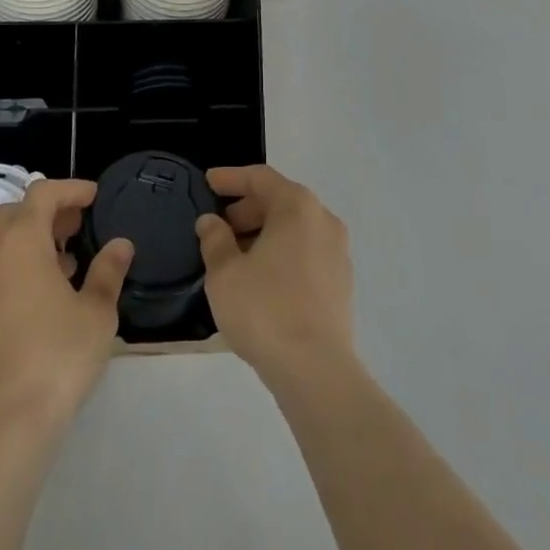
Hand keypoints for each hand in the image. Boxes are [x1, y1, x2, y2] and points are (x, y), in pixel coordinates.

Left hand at [0, 178, 134, 439]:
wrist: (5, 429)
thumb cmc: (58, 357)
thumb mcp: (97, 312)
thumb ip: (108, 271)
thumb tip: (120, 245)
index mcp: (20, 242)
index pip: (42, 193)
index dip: (70, 189)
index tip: (93, 198)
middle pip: (13, 215)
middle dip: (45, 214)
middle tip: (74, 230)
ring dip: (26, 247)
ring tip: (60, 270)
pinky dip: (9, 279)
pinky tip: (31, 309)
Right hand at [196, 165, 354, 391]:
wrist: (317, 372)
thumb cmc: (266, 310)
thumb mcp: (225, 273)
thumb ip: (214, 239)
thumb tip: (211, 222)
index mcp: (297, 207)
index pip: (260, 177)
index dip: (231, 178)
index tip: (208, 182)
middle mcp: (323, 220)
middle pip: (279, 201)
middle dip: (246, 210)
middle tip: (218, 226)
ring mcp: (338, 252)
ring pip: (294, 229)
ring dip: (263, 234)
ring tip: (234, 256)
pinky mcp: (341, 283)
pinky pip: (306, 253)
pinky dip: (281, 254)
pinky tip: (260, 279)